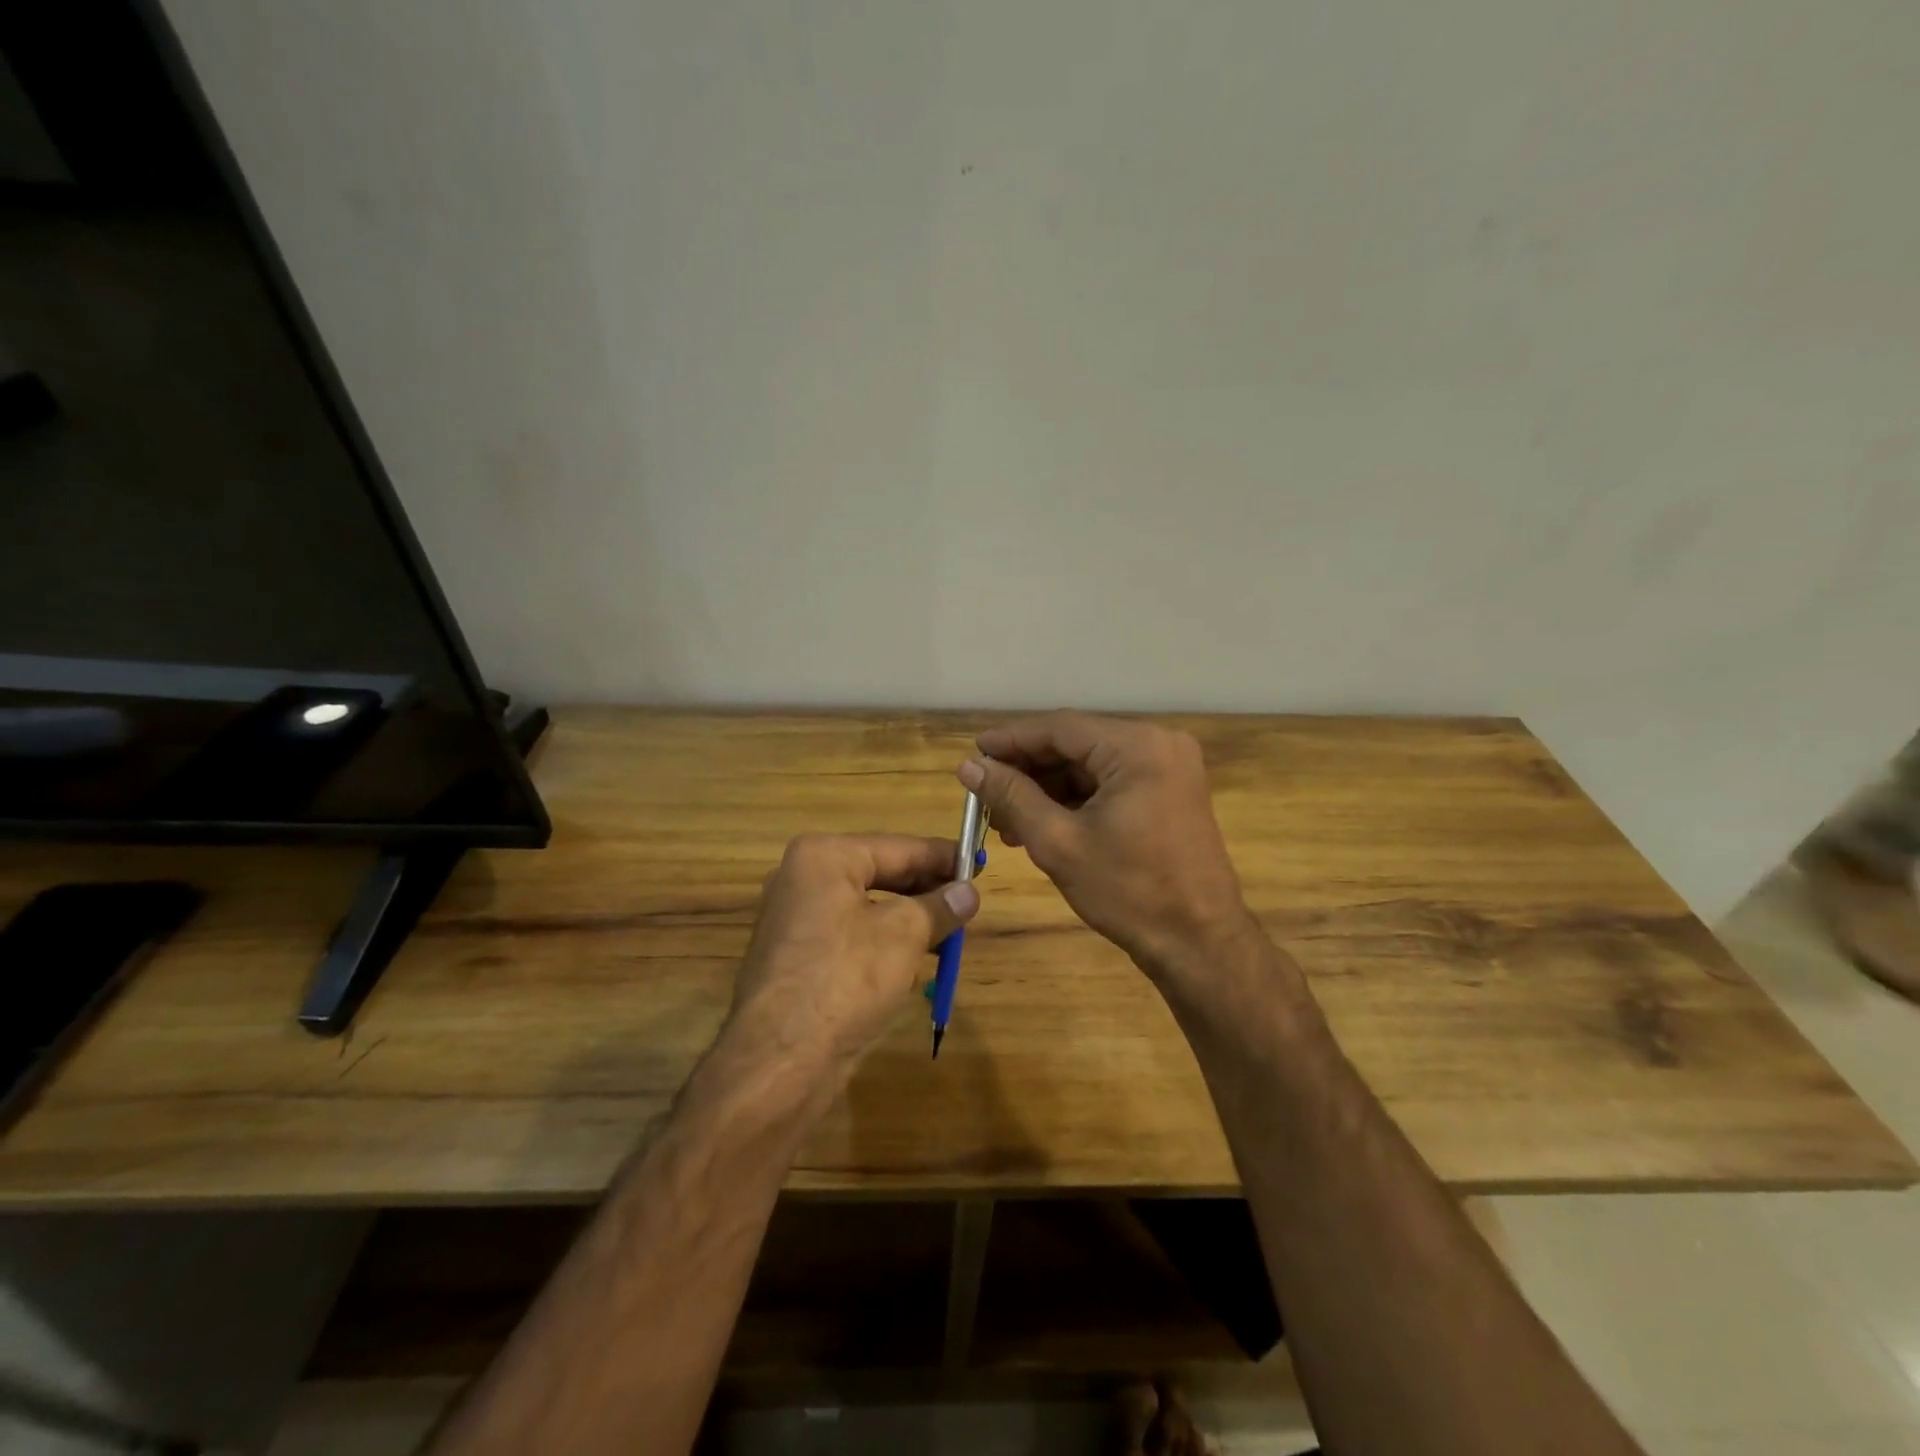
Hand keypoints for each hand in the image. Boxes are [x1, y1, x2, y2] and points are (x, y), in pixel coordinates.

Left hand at [724, 834, 977, 1086]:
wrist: (780, 1061)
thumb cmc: (846, 979)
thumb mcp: (904, 936)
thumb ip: (940, 906)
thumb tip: (969, 892)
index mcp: (823, 857)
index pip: (897, 847)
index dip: (941, 857)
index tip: (978, 864)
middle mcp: (802, 878)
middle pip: (880, 873)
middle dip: (926, 890)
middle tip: (969, 901)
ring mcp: (795, 919)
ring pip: (867, 906)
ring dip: (909, 919)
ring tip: (951, 933)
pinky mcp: (797, 956)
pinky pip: (851, 935)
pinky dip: (884, 941)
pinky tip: (916, 961)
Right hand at [958, 712, 1253, 974]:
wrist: (1199, 944)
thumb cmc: (1129, 892)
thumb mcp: (1059, 842)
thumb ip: (1012, 796)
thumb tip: (969, 766)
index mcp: (1137, 747)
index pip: (1060, 728)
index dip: (1011, 740)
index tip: (972, 755)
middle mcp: (1158, 744)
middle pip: (1076, 745)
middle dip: (1028, 771)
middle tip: (986, 796)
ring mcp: (1168, 768)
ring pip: (1091, 766)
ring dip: (1048, 789)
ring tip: (1006, 821)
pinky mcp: (1169, 793)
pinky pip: (1111, 783)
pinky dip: (1075, 800)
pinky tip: (1040, 824)